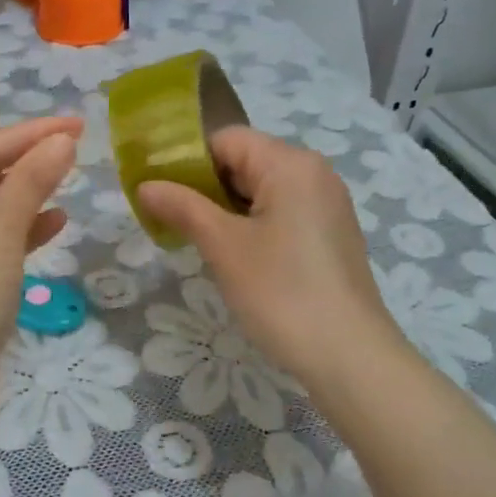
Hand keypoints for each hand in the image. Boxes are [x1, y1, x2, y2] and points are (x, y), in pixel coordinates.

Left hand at [0, 117, 81, 391]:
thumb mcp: (0, 226)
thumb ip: (32, 179)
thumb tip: (62, 141)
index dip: (30, 134)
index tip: (76, 124)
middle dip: (27, 162)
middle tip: (75, 148)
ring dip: (25, 196)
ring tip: (68, 182)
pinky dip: (19, 233)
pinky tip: (54, 225)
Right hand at [136, 127, 404, 388]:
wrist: (349, 356)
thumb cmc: (281, 292)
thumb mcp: (223, 246)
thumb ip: (182, 207)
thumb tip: (145, 185)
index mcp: (290, 163)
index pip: (225, 139)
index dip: (185, 159)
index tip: (156, 190)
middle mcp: (313, 173)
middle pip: (244, 161)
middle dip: (203, 185)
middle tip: (168, 217)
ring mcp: (326, 204)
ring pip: (261, 189)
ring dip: (224, 208)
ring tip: (193, 238)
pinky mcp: (330, 233)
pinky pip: (280, 211)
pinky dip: (250, 223)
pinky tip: (232, 255)